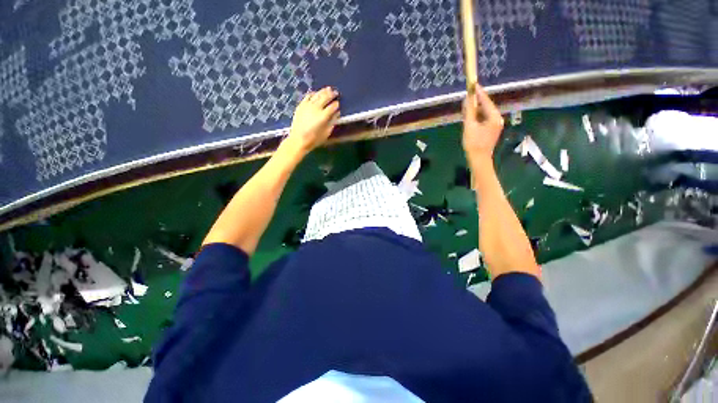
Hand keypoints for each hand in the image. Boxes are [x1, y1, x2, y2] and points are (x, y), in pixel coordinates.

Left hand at [285, 87, 339, 154]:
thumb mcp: (326, 133)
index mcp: (323, 116)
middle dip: (332, 94)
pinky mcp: (301, 105)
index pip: (333, 107)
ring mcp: (307, 105)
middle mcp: (316, 108)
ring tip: (328, 89)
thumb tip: (336, 114)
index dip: (336, 105)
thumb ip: (332, 122)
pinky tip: (316, 93)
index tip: (338, 104)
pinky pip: (308, 96)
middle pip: (325, 97)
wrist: (298, 139)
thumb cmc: (314, 139)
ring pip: (317, 94)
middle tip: (336, 92)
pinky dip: (314, 93)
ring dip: (324, 91)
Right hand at [462, 84, 503, 162]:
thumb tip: (467, 98)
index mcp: (494, 117)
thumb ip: (469, 111)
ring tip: (467, 105)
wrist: (478, 158)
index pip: (486, 101)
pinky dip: (478, 116)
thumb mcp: (469, 126)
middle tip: (468, 95)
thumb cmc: (473, 143)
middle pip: (486, 106)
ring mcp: (495, 125)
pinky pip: (484, 119)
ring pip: (485, 113)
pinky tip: (471, 116)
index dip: (479, 93)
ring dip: (476, 109)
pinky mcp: (491, 130)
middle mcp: (497, 119)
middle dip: (477, 101)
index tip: (473, 84)